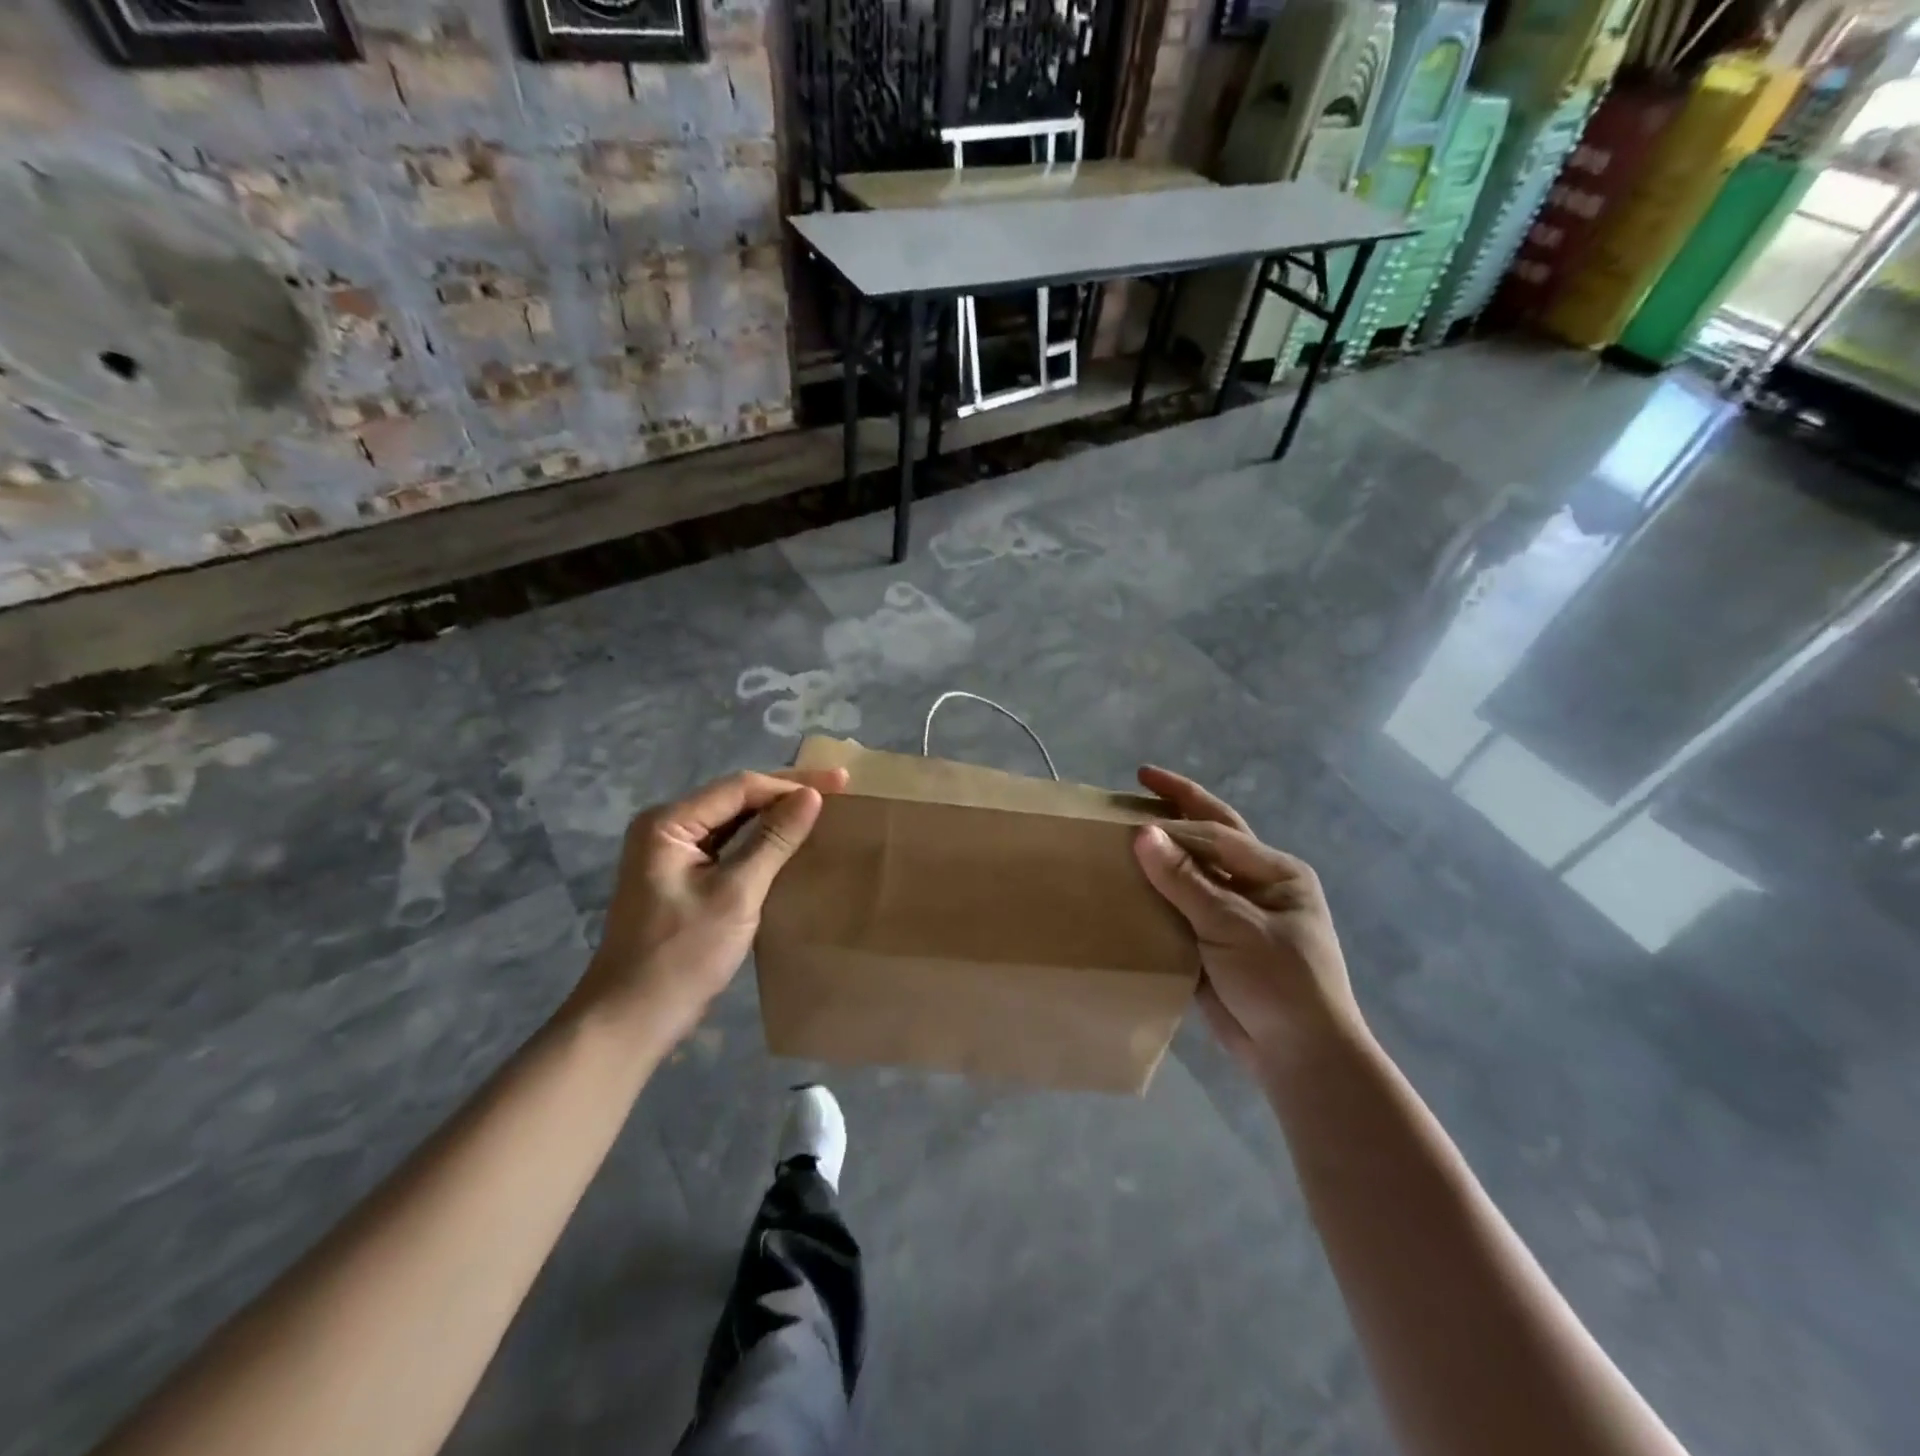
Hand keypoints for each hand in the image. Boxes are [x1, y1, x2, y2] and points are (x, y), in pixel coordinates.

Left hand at [573, 767, 848, 1045]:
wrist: (631, 1019)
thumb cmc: (682, 955)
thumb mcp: (736, 894)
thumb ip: (774, 840)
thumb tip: (812, 796)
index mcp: (669, 823)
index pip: (740, 788)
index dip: (792, 783)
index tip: (840, 783)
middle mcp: (666, 828)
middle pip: (735, 798)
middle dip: (786, 792)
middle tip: (838, 786)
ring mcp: (671, 853)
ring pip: (733, 820)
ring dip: (775, 814)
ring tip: (821, 807)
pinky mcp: (681, 878)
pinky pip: (727, 845)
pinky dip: (760, 840)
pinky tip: (789, 840)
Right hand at [1132, 765, 1367, 1077]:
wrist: (1300, 1059)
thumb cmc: (1280, 982)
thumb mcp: (1233, 925)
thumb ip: (1185, 880)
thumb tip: (1142, 833)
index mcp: (1276, 873)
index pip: (1217, 831)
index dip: (1176, 811)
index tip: (1133, 799)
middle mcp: (1256, 887)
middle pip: (1210, 838)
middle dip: (1178, 807)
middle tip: (1140, 780)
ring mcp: (1235, 917)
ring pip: (1190, 874)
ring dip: (1161, 853)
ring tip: (1122, 831)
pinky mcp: (1214, 945)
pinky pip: (1178, 910)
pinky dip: (1154, 896)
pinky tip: (1125, 888)